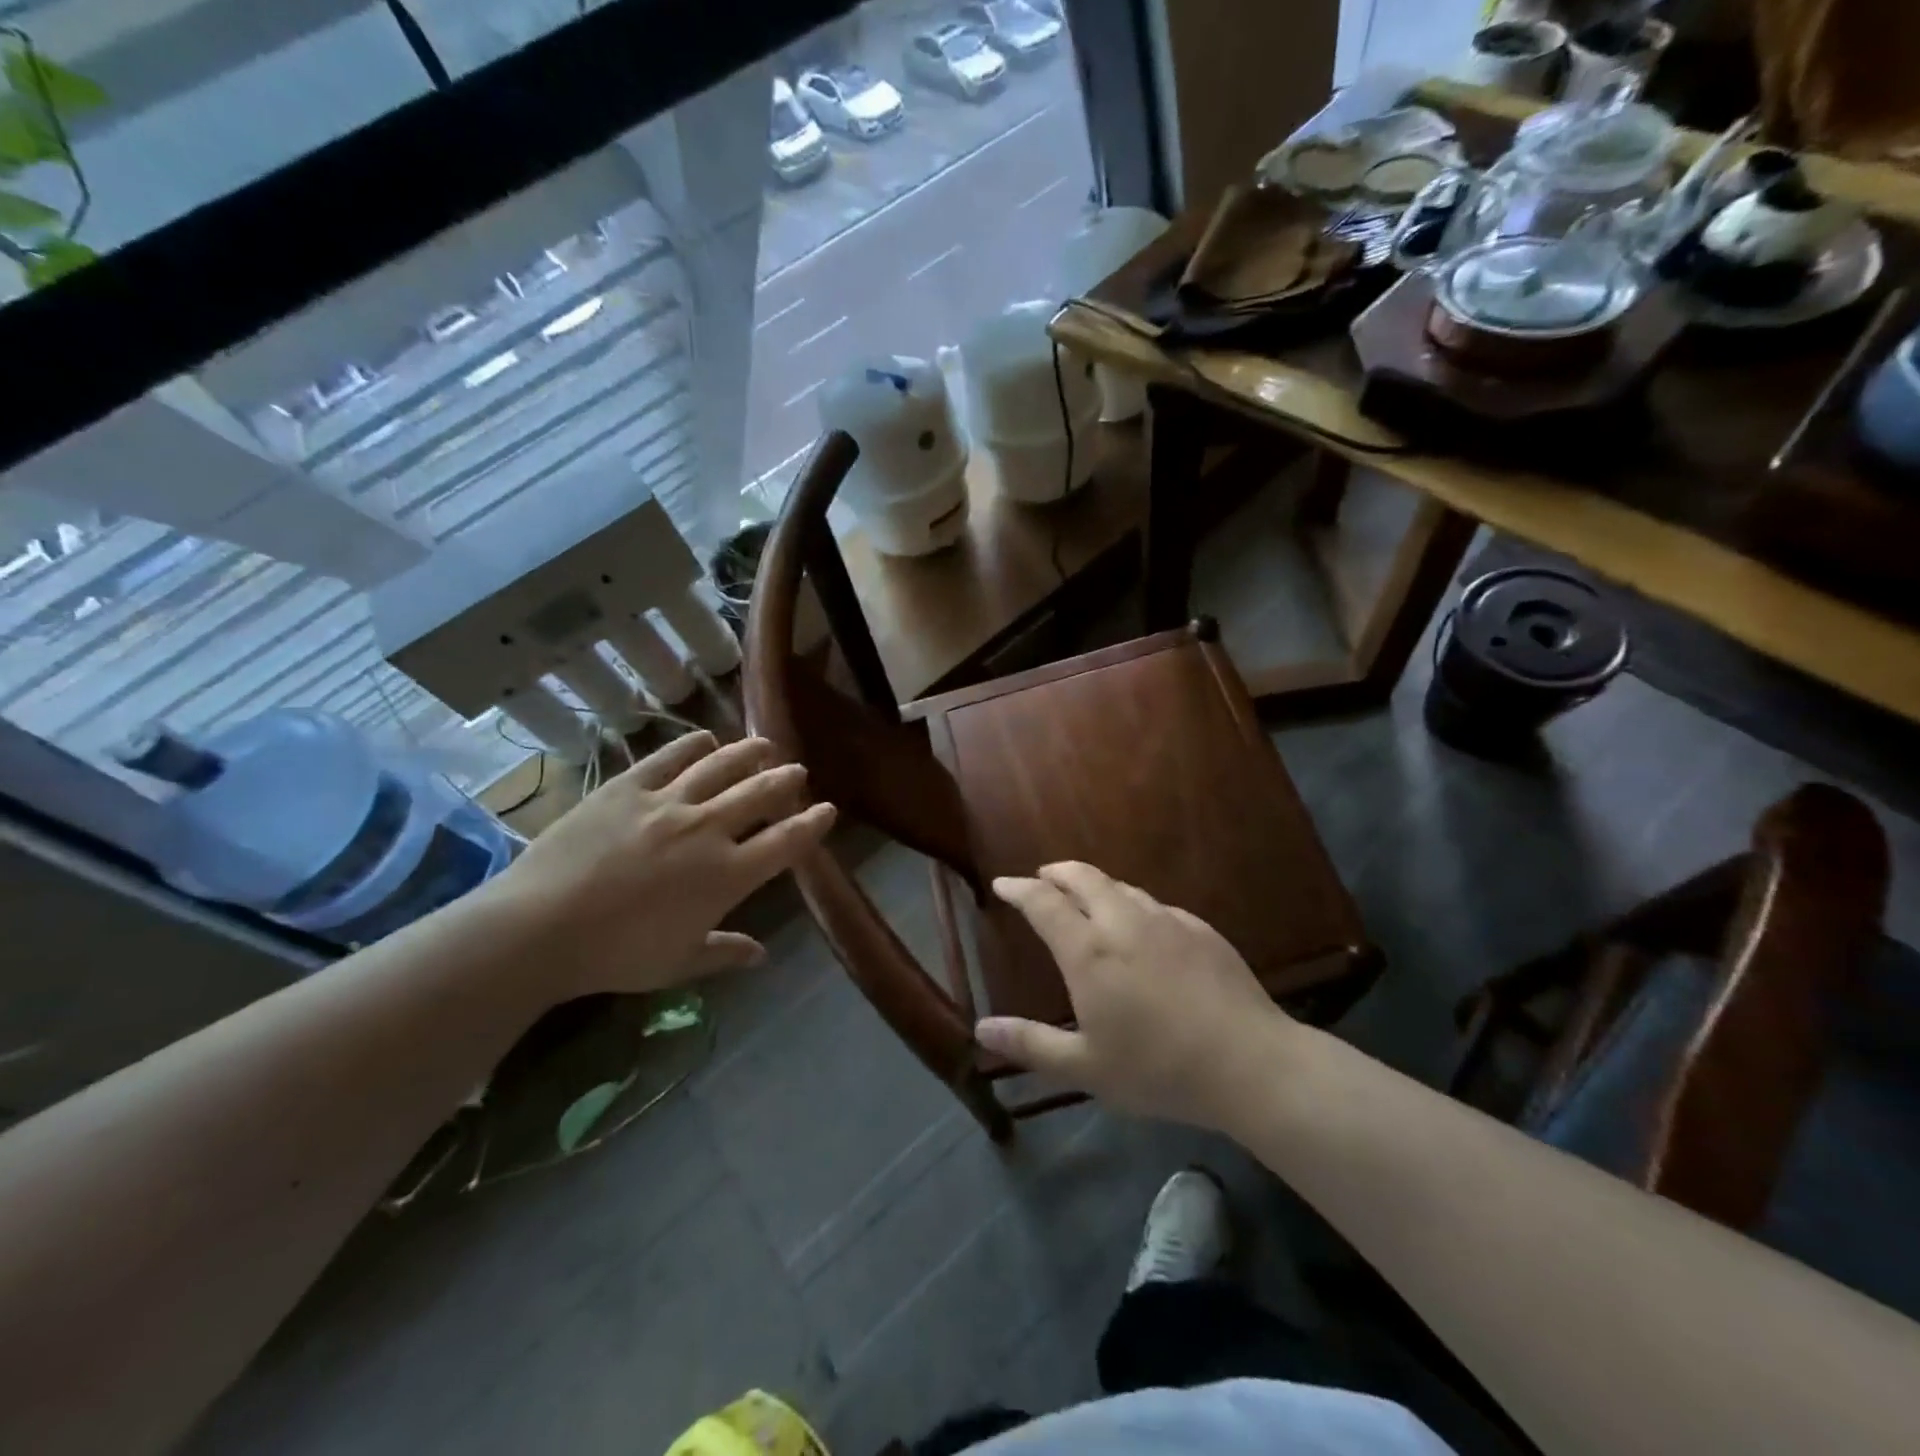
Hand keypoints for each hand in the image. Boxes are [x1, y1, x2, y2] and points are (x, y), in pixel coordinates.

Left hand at [478, 732, 834, 1000]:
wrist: (540, 927)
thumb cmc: (616, 955)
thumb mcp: (678, 964)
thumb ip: (724, 953)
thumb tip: (761, 954)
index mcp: (727, 875)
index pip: (785, 843)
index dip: (812, 825)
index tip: (827, 811)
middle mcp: (707, 829)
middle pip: (760, 794)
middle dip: (786, 781)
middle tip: (798, 772)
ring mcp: (667, 802)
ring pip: (721, 766)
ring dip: (749, 753)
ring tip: (765, 745)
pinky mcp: (627, 787)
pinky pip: (668, 757)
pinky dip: (692, 745)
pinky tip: (705, 738)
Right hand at [977, 862, 1292, 1129]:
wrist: (1250, 1064)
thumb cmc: (1159, 1069)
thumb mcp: (1086, 1068)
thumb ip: (1030, 1045)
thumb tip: (980, 1029)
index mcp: (1089, 951)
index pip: (1043, 903)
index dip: (1019, 889)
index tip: (1002, 883)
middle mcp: (1124, 922)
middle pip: (1083, 877)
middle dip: (1056, 872)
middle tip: (1041, 878)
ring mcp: (1166, 921)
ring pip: (1121, 886)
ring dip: (1094, 885)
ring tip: (1085, 897)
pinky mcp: (1200, 929)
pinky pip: (1154, 904)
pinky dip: (1131, 903)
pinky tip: (1140, 926)